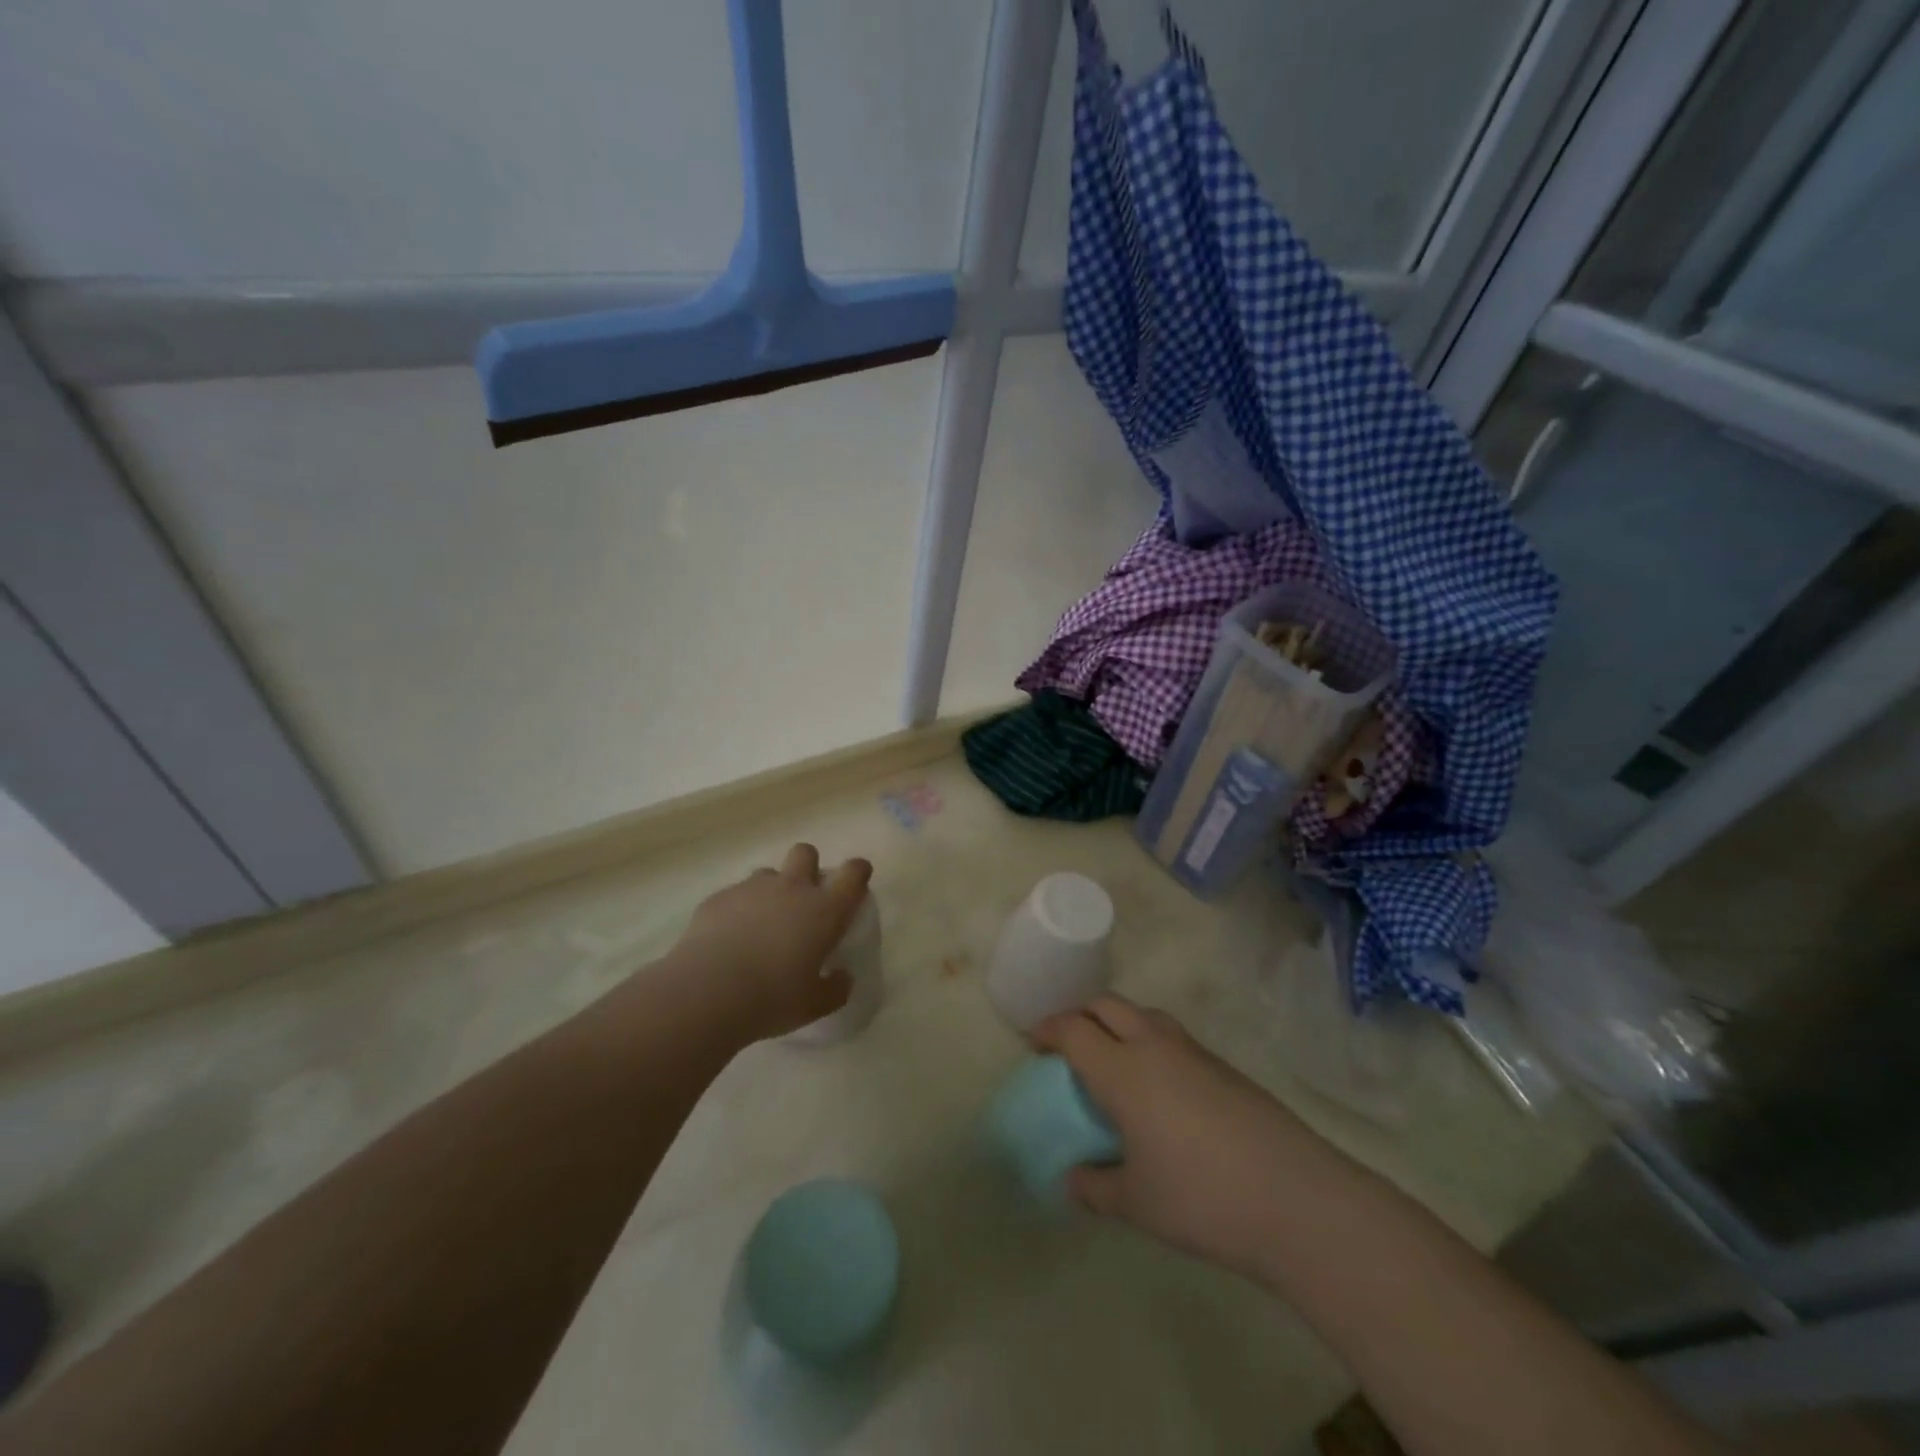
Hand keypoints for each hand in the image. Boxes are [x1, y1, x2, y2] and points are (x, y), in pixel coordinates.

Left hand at [671, 844, 872, 1043]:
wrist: (707, 992)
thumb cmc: (773, 998)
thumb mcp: (815, 1004)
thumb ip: (835, 988)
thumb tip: (842, 977)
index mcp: (825, 910)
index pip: (853, 874)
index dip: (857, 872)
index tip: (856, 881)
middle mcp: (792, 888)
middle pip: (806, 853)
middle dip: (808, 867)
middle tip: (803, 899)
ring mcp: (752, 889)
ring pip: (768, 873)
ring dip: (771, 891)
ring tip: (761, 924)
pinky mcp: (719, 898)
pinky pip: (735, 894)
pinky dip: (737, 910)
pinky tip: (728, 939)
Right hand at [1033, 996, 1319, 1278]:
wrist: (1295, 1197)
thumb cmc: (1201, 1197)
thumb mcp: (1137, 1202)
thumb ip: (1096, 1187)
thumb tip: (1071, 1180)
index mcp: (1123, 1070)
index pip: (1073, 1029)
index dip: (1048, 1030)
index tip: (1033, 1042)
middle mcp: (1154, 1046)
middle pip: (1107, 1005)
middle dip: (1081, 1015)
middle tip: (1068, 1044)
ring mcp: (1193, 1052)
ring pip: (1144, 1014)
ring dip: (1119, 1022)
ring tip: (1113, 1059)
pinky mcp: (1224, 1067)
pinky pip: (1172, 1037)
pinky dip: (1151, 1043)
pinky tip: (1160, 1087)